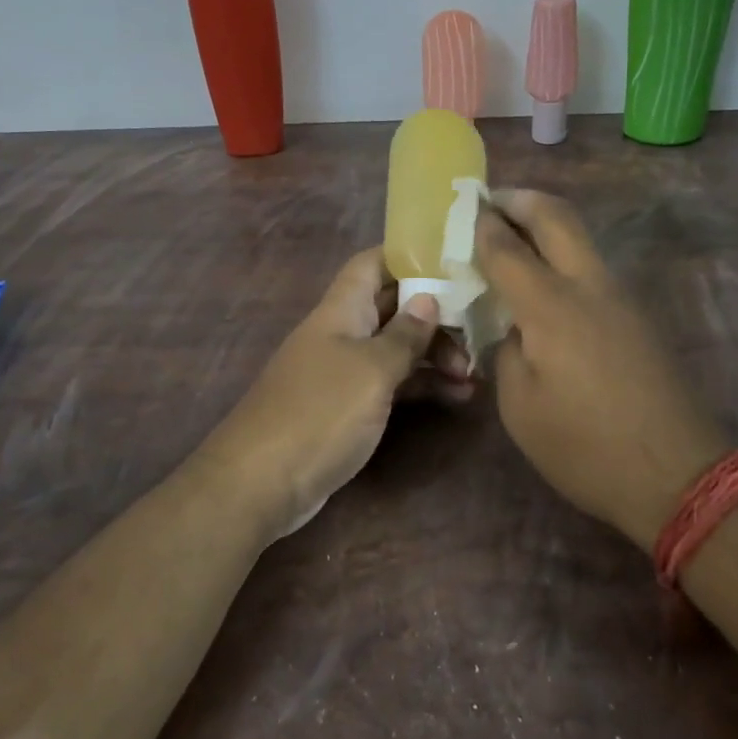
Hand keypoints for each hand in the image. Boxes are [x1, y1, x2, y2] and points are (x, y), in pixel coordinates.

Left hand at [202, 249, 468, 537]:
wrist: (261, 482)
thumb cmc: (320, 412)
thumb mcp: (372, 370)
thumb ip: (404, 335)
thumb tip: (428, 300)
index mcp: (342, 309)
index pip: (374, 263)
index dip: (409, 256)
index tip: (453, 264)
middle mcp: (342, 331)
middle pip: (393, 306)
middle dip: (435, 315)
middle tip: (476, 336)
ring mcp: (344, 370)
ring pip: (396, 347)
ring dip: (434, 355)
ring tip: (474, 375)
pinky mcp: (348, 406)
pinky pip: (391, 383)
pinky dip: (421, 385)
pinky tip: (455, 397)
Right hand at [476, 190, 729, 552]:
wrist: (678, 475)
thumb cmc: (585, 447)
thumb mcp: (520, 407)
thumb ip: (508, 352)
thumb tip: (515, 328)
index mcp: (550, 307)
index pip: (507, 247)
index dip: (482, 224)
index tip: (465, 209)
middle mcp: (588, 286)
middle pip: (556, 216)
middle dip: (521, 199)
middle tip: (493, 202)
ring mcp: (621, 297)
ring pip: (580, 238)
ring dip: (546, 224)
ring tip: (514, 237)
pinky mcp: (638, 316)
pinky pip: (593, 267)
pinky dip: (563, 255)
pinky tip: (545, 284)